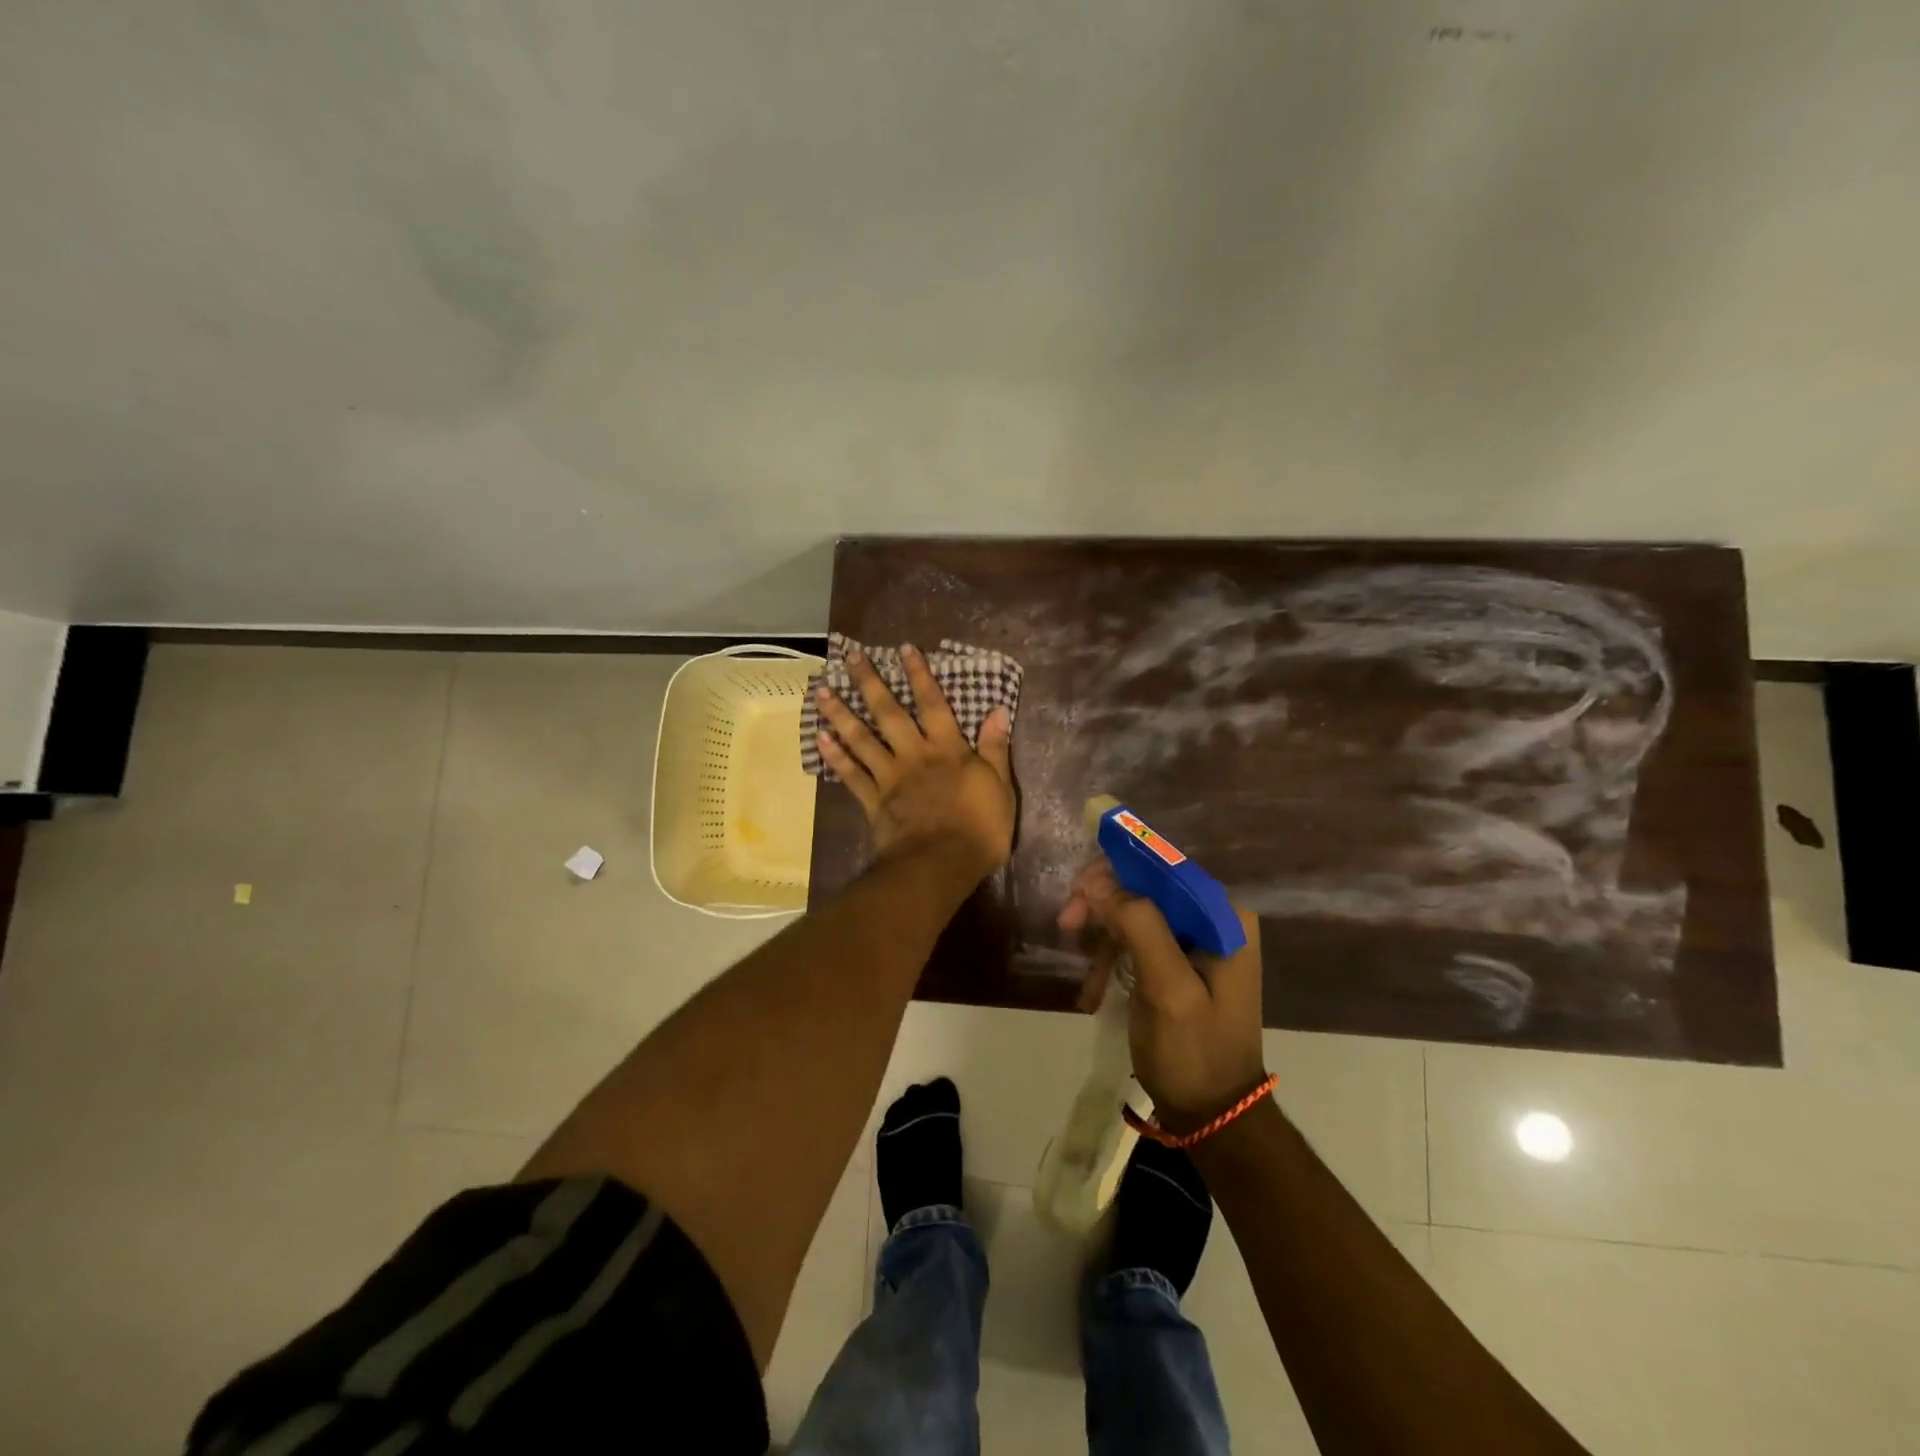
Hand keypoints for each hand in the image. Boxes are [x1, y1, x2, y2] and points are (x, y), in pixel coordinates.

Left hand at [815, 644, 1015, 882]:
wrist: (942, 865)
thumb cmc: (979, 828)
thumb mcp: (1000, 787)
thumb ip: (994, 748)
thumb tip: (997, 710)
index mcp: (948, 749)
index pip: (933, 704)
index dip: (919, 675)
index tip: (903, 649)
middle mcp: (915, 754)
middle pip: (889, 713)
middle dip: (870, 682)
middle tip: (851, 657)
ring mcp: (890, 777)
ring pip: (861, 739)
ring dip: (841, 713)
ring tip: (821, 691)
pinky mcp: (874, 801)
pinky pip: (851, 775)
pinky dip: (835, 757)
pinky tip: (820, 738)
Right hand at [1059, 860, 1265, 1129]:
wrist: (1214, 1116)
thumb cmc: (1194, 1052)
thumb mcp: (1168, 989)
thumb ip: (1139, 926)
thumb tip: (1098, 881)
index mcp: (1223, 916)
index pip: (1163, 868)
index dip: (1115, 870)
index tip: (1076, 892)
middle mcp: (1214, 919)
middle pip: (1146, 888)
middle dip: (1103, 905)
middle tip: (1066, 924)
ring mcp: (1197, 942)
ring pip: (1136, 913)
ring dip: (1103, 937)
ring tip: (1085, 979)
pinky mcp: (1180, 963)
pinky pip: (1137, 940)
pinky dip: (1111, 959)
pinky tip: (1094, 990)